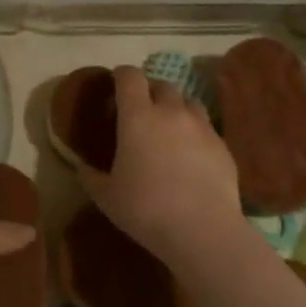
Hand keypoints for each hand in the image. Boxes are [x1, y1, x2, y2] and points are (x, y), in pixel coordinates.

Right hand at [78, 66, 243, 264]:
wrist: (203, 230)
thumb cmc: (146, 209)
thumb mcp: (107, 196)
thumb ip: (91, 177)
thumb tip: (82, 168)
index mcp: (138, 116)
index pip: (130, 76)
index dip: (121, 75)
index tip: (115, 85)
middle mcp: (171, 112)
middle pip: (162, 85)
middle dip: (150, 92)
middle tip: (141, 112)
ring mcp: (202, 127)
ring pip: (189, 102)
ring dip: (176, 108)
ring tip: (169, 129)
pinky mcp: (223, 146)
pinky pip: (207, 128)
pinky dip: (196, 132)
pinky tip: (191, 155)